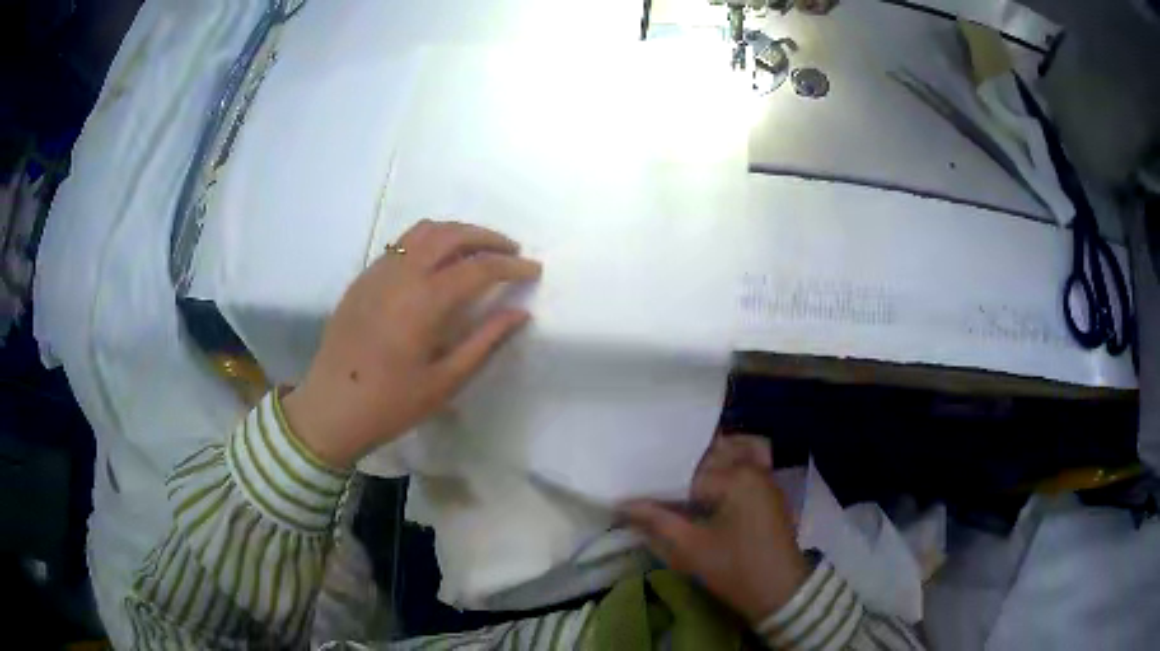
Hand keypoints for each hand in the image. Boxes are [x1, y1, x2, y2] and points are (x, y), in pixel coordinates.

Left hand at [283, 220, 541, 468]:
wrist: (330, 407)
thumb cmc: (391, 403)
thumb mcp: (445, 381)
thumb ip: (485, 341)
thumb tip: (520, 313)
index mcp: (425, 301)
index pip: (479, 268)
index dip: (511, 266)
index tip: (533, 270)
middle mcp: (401, 273)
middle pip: (451, 235)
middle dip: (487, 237)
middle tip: (510, 251)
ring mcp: (378, 271)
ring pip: (423, 231)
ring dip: (457, 232)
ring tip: (477, 249)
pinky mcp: (363, 278)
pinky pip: (401, 243)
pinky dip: (429, 240)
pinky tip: (437, 263)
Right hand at [623, 435, 808, 623]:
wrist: (780, 591)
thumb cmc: (735, 569)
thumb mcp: (690, 548)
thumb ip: (656, 521)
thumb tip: (622, 504)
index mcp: (734, 478)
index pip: (686, 472)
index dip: (661, 486)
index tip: (640, 497)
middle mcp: (752, 468)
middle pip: (709, 453)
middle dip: (682, 466)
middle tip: (656, 484)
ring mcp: (766, 476)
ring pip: (734, 449)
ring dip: (709, 458)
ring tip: (685, 479)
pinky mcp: (770, 489)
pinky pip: (753, 460)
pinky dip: (734, 459)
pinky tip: (714, 479)